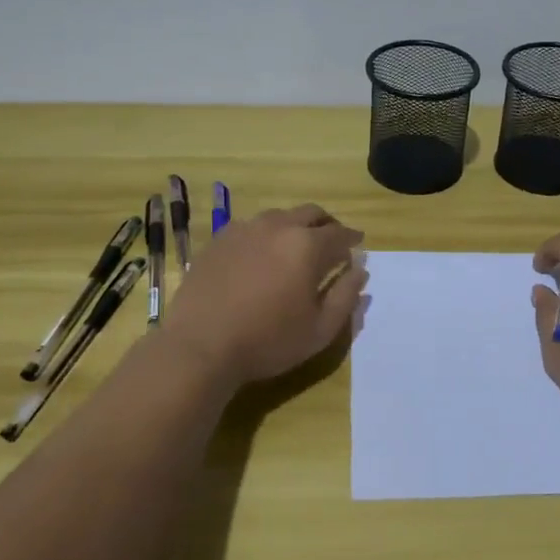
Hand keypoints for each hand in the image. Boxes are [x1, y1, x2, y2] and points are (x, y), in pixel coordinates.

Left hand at [164, 204, 367, 393]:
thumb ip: (346, 297)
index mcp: (307, 245)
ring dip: (295, 226)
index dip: (352, 239)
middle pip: (310, 213)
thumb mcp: (320, 329)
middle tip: (331, 241)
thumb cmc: (267, 341)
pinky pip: (250, 227)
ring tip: (295, 247)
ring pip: (279, 216)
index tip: (358, 245)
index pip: (339, 233)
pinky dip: (265, 234)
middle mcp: (277, 226)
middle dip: (326, 225)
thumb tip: (359, 271)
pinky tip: (261, 254)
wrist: (200, 346)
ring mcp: (244, 229)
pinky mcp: (218, 240)